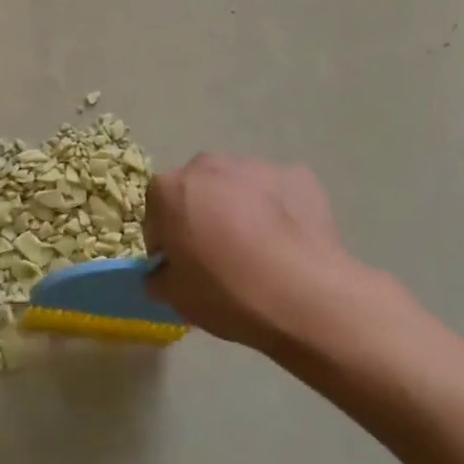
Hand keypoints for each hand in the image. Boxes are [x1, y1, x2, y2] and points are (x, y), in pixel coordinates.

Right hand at [144, 154, 400, 353]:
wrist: (306, 295)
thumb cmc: (228, 294)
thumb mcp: (176, 298)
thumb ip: (159, 276)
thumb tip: (163, 271)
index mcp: (171, 189)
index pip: (157, 211)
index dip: (167, 239)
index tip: (182, 265)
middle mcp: (208, 165)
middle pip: (198, 189)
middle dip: (203, 214)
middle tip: (220, 255)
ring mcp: (255, 165)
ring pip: (238, 186)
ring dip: (240, 208)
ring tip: (260, 249)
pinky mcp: (297, 175)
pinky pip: (277, 191)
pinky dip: (279, 209)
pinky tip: (289, 242)